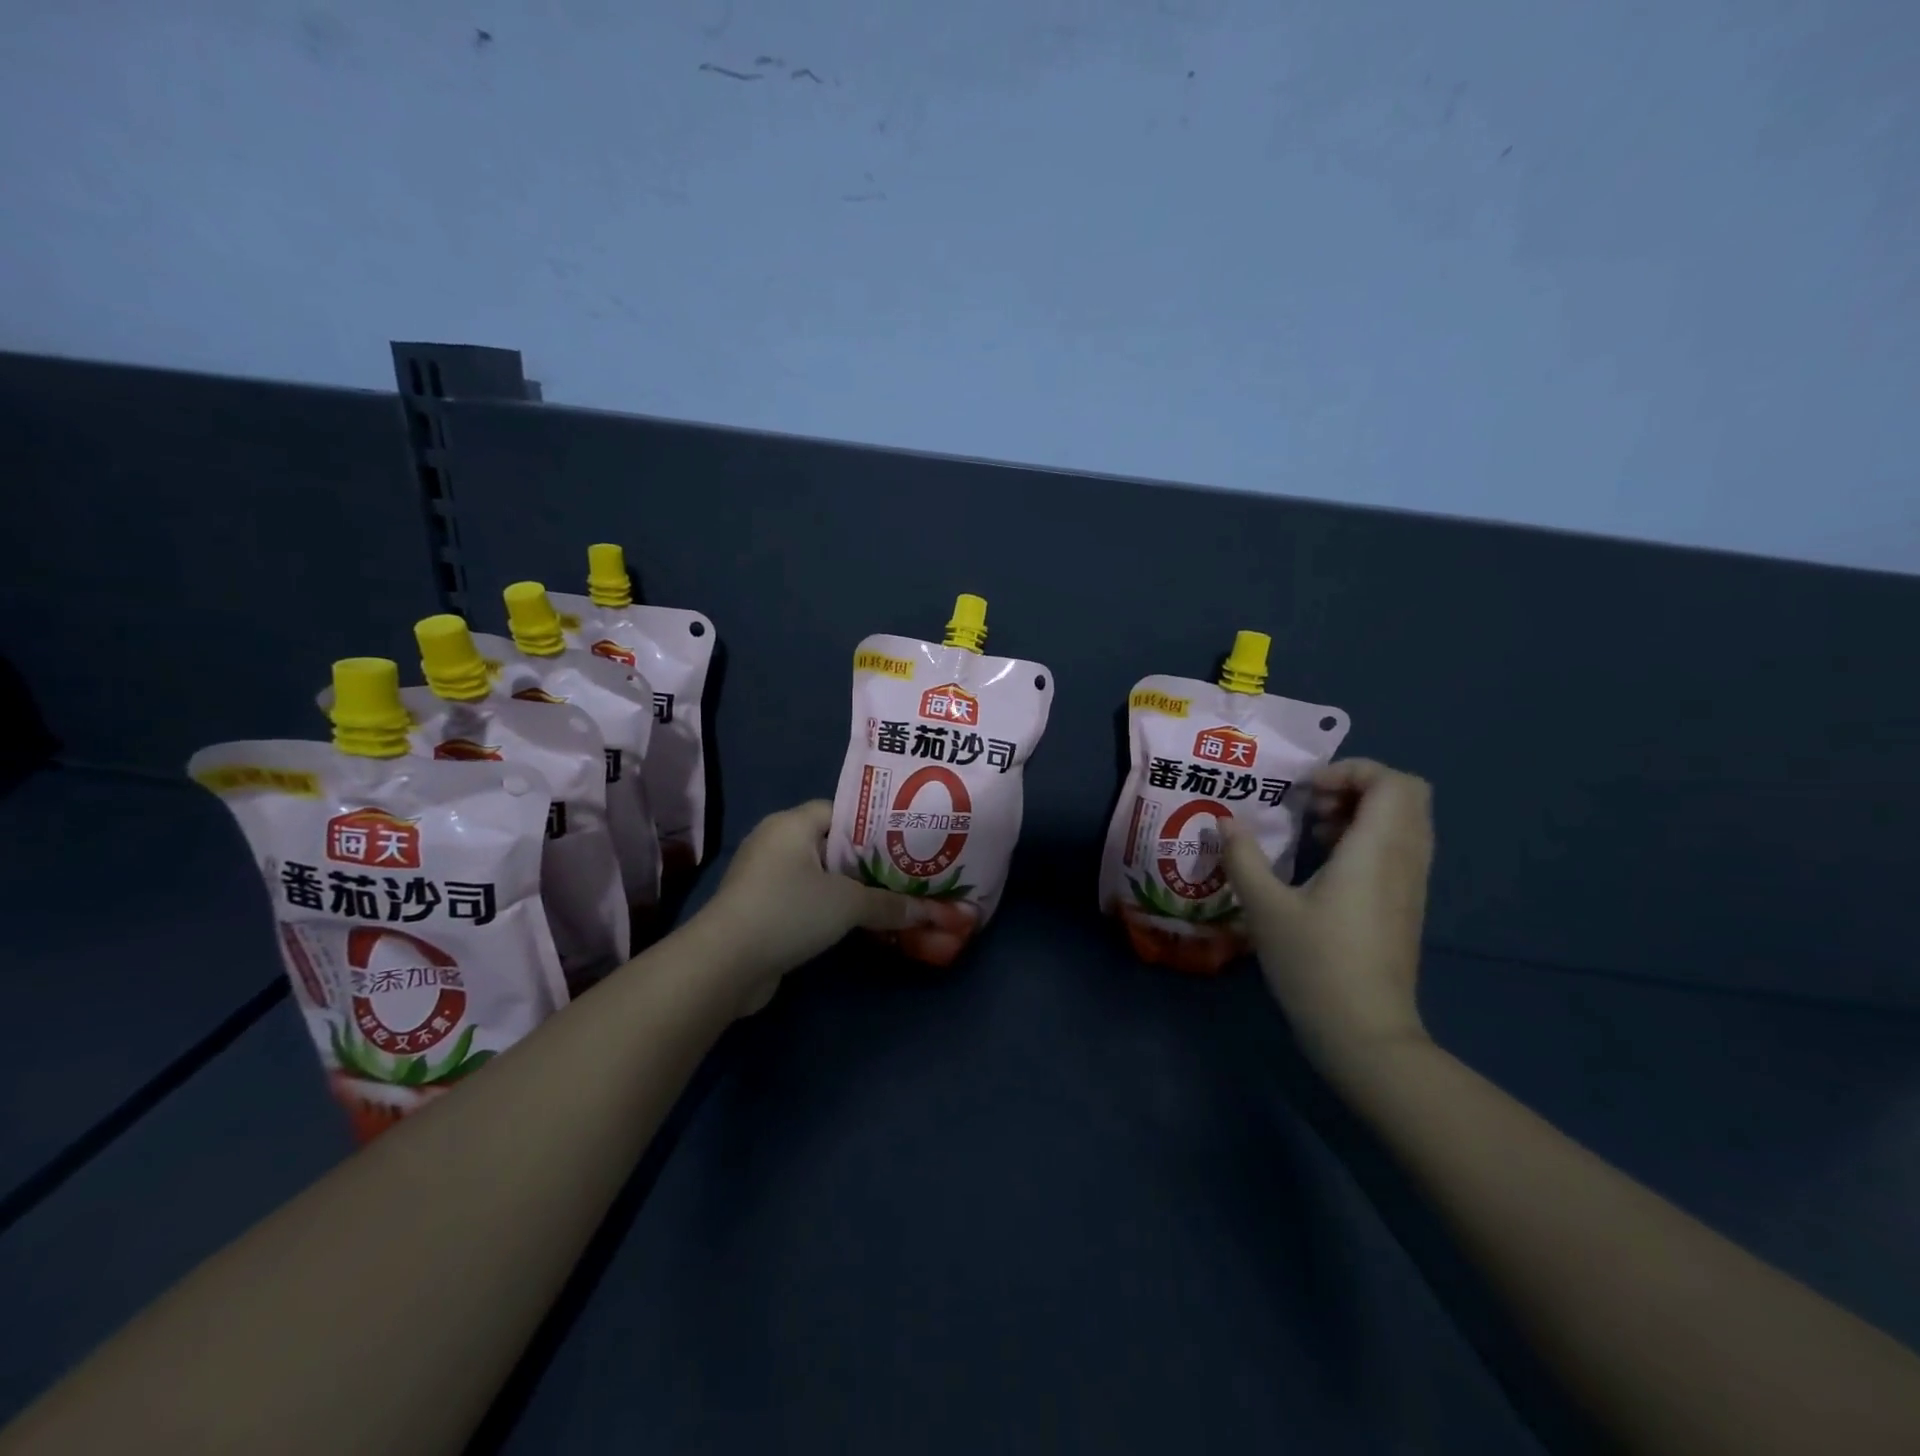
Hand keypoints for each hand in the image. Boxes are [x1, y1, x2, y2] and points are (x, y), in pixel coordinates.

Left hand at [693, 801, 932, 1013]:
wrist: (726, 963)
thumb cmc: (790, 911)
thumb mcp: (848, 904)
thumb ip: (890, 904)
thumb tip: (932, 912)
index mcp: (792, 823)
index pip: (840, 811)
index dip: (873, 825)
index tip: (904, 842)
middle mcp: (775, 842)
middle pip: (831, 843)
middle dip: (866, 860)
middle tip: (904, 872)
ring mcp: (763, 876)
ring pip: (817, 874)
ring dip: (847, 888)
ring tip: (888, 898)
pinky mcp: (759, 907)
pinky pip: (803, 898)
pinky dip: (827, 907)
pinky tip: (855, 922)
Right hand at [1222, 759, 1433, 1071]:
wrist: (1365, 1034)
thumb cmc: (1315, 964)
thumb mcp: (1265, 908)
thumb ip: (1242, 857)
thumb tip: (1224, 821)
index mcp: (1376, 850)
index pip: (1392, 781)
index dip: (1351, 770)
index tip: (1306, 791)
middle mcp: (1404, 859)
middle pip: (1407, 795)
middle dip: (1358, 785)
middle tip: (1312, 804)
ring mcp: (1411, 884)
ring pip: (1405, 822)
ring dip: (1362, 812)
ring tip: (1314, 831)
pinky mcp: (1406, 905)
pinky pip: (1399, 848)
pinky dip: (1368, 838)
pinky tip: (1325, 865)